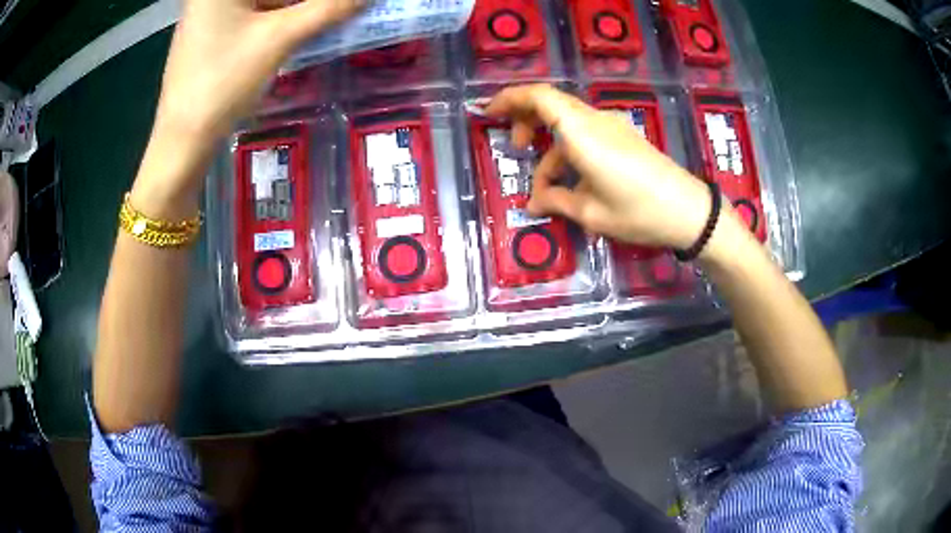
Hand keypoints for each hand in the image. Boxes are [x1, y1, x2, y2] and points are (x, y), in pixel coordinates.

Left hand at [133, 0, 361, 217]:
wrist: (182, 142)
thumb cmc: (223, 84)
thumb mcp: (279, 40)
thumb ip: (329, 9)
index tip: (339, 5)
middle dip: (304, 2)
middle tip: (338, 10)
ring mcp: (208, 13)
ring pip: (263, 2)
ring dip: (295, 8)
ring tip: (327, 16)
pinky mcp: (210, 34)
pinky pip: (253, 15)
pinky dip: (278, 18)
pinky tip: (301, 26)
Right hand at [485, 84, 718, 249]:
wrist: (689, 212)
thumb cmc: (638, 212)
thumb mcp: (591, 213)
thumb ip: (557, 201)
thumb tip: (535, 202)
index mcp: (581, 133)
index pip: (538, 97)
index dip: (509, 99)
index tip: (488, 114)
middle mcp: (595, 120)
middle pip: (551, 103)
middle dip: (525, 120)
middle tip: (515, 148)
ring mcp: (611, 126)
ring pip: (567, 121)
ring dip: (549, 147)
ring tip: (545, 187)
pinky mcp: (623, 136)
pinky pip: (585, 132)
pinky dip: (569, 150)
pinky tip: (570, 182)